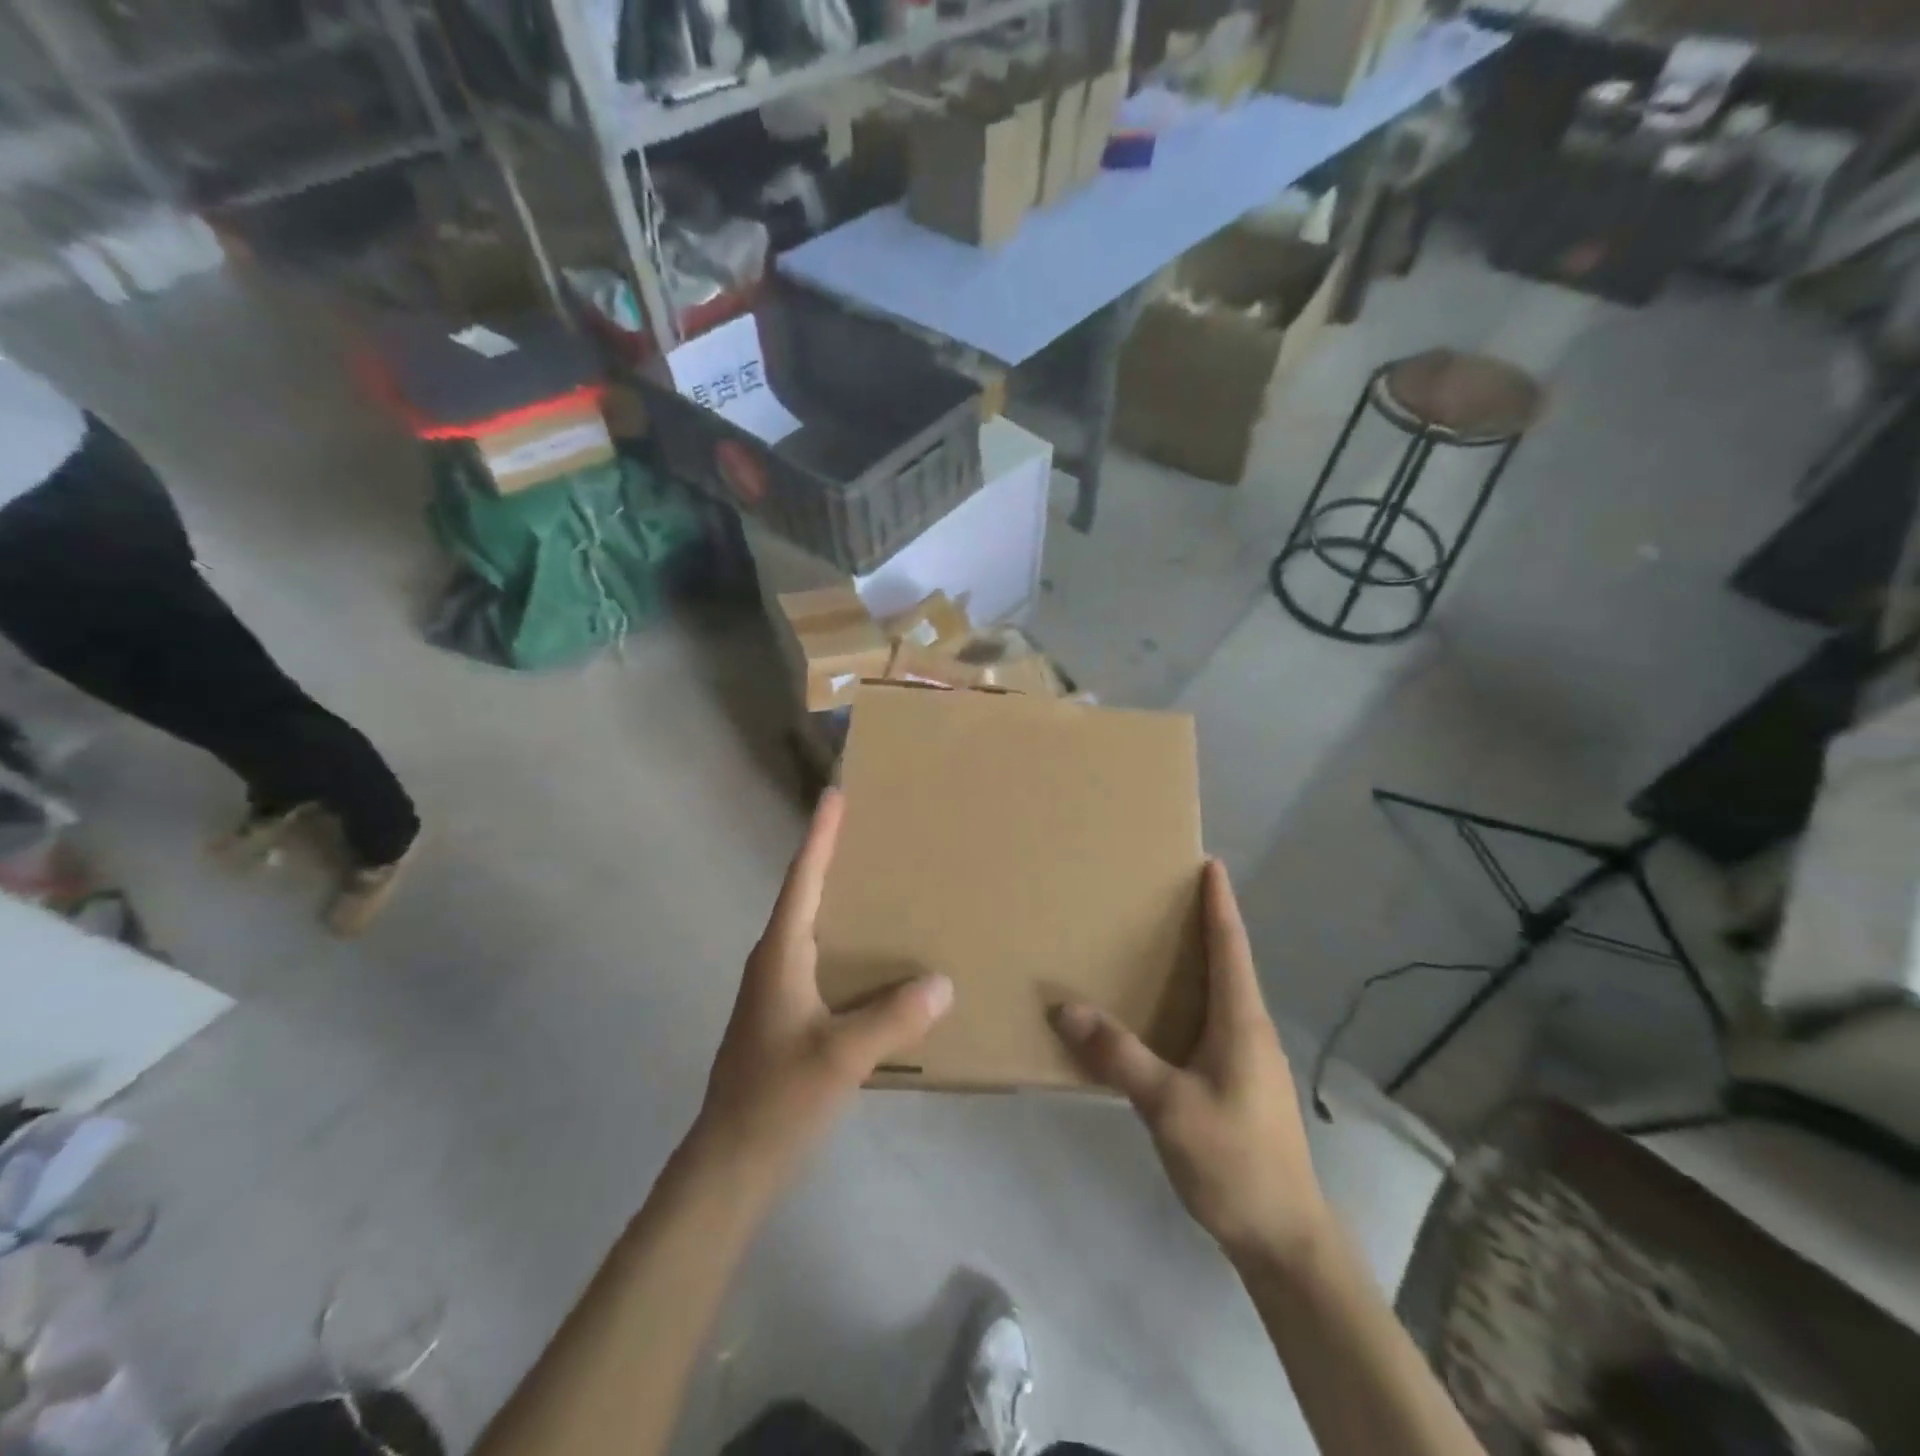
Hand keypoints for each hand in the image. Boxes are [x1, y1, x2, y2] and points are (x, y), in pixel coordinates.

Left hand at [694, 789, 952, 1186]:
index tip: (836, 795)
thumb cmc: (778, 1099)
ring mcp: (776, 990)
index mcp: (780, 954)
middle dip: (834, 859)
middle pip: (806, 895)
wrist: (731, 1161)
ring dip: (842, 902)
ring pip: (813, 929)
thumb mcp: (842, 1057)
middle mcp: (774, 961)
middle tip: (873, 831)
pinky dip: (846, 944)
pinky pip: (820, 961)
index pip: (803, 880)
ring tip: (884, 885)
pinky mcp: (785, 1015)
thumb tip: (943, 981)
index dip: (820, 836)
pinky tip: (876, 958)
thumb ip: (893, 1018)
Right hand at [1050, 860, 1328, 1267]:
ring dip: (1196, 963)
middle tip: (1164, 895)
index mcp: (1241, 1021)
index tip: (1210, 863)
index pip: (1231, 946)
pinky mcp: (1240, 1085)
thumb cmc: (1234, 1161)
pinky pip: (1211, 1024)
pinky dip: (1188, 1001)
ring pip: (1220, 995)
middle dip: (1204, 924)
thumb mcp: (1169, 1106)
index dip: (1220, 903)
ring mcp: (1248, 1060)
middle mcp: (1249, 1030)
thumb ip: (1118, 1055)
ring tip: (1156, 945)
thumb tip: (1064, 1007)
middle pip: (1228, 963)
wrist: (1285, 1239)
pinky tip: (1160, 1016)